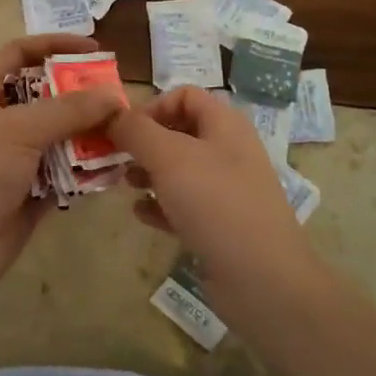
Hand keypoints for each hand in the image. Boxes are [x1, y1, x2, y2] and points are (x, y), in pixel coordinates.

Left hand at [0, 34, 121, 300]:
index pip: (19, 54)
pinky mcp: (33, 190)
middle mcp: (2, 121)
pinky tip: (114, 169)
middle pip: (48, 95)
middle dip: (82, 95)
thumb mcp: (19, 130)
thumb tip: (112, 95)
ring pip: (62, 135)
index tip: (93, 49)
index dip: (53, 45)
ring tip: (125, 134)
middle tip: (119, 99)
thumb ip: (68, 110)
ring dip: (90, 134)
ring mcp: (18, 158)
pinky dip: (88, 170)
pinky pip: (67, 171)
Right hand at [110, 87, 325, 328]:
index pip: (184, 96)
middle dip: (144, 142)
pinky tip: (141, 215)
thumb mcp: (168, 157)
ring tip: (125, 185)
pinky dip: (161, 205)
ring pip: (179, 170)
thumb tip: (113, 116)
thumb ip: (136, 131)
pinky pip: (184, 205)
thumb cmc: (214, 203)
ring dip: (148, 173)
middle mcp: (229, 151)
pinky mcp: (221, 225)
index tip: (124, 130)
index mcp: (225, 124)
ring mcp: (227, 190)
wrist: (262, 279)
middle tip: (116, 158)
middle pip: (179, 132)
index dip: (152, 106)